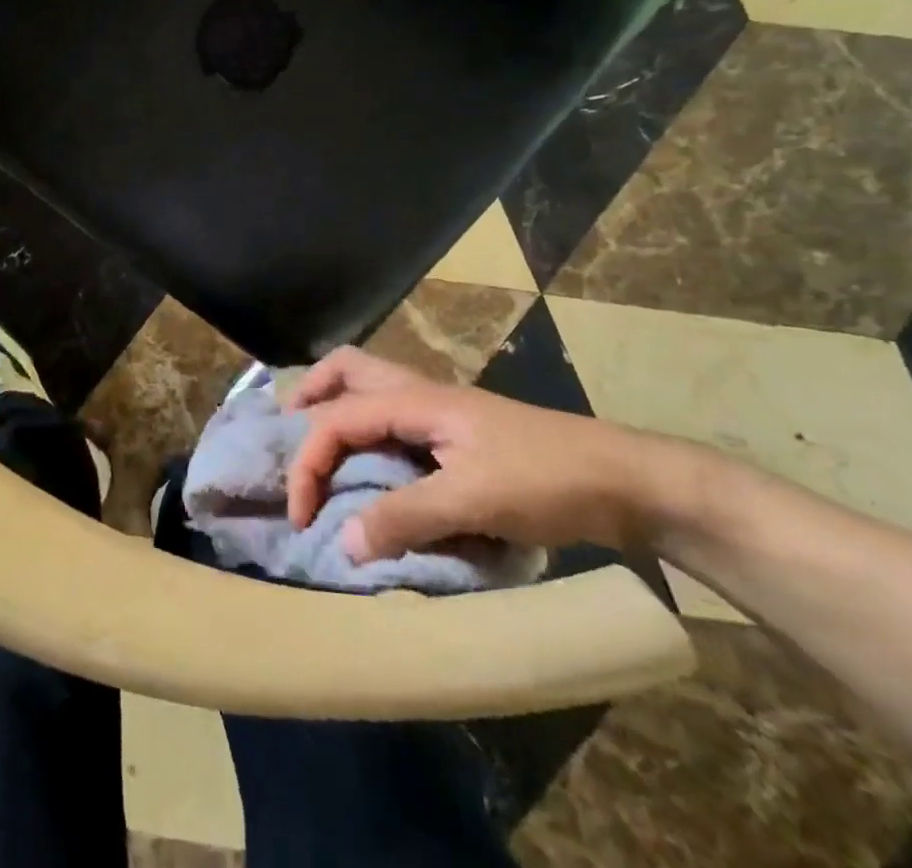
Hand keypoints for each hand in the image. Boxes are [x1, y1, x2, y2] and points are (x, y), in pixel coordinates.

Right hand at [285, 346, 666, 562]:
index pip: (336, 418)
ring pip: (368, 388)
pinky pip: (391, 418)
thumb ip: (405, 517)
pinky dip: (365, 432)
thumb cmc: (546, 480)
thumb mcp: (473, 501)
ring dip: (335, 409)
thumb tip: (342, 542)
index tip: (301, 516)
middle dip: (309, 398)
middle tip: (288, 440)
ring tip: (318, 450)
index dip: (307, 463)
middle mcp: (419, 393)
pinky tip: (369, 467)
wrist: (624, 480)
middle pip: (346, 369)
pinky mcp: (455, 434)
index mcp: (416, 400)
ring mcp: (438, 411)